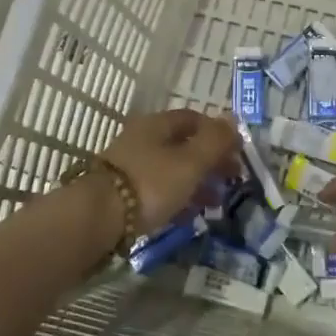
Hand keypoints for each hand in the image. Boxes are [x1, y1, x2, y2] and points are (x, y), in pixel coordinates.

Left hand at [100, 109, 241, 231]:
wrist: (98, 217)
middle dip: (210, 161)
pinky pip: (158, 189)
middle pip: (183, 145)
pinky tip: (189, 214)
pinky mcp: (122, 192)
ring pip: (171, 168)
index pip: (195, 119)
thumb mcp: (191, 161)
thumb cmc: (151, 183)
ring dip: (196, 181)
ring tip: (215, 202)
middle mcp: (142, 138)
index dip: (219, 134)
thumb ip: (215, 140)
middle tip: (230, 180)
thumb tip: (233, 119)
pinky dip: (177, 197)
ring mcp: (130, 165)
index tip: (237, 154)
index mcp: (158, 124)